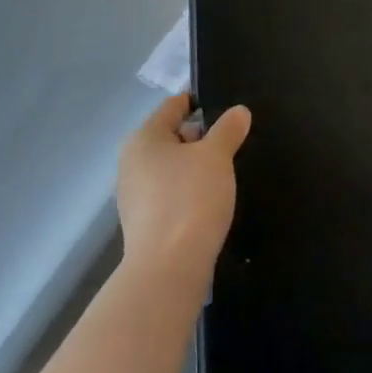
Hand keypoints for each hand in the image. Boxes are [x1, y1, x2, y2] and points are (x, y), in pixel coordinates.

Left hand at [116, 94, 250, 274]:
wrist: (169, 269)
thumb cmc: (190, 199)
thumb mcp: (216, 156)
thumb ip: (228, 129)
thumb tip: (239, 111)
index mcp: (144, 138)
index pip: (173, 106)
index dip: (200, 102)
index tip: (226, 108)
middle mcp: (132, 161)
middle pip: (171, 136)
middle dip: (201, 138)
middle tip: (231, 144)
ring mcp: (134, 195)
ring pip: (171, 167)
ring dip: (195, 167)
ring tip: (224, 174)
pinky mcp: (143, 223)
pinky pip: (169, 194)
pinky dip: (188, 192)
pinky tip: (209, 202)